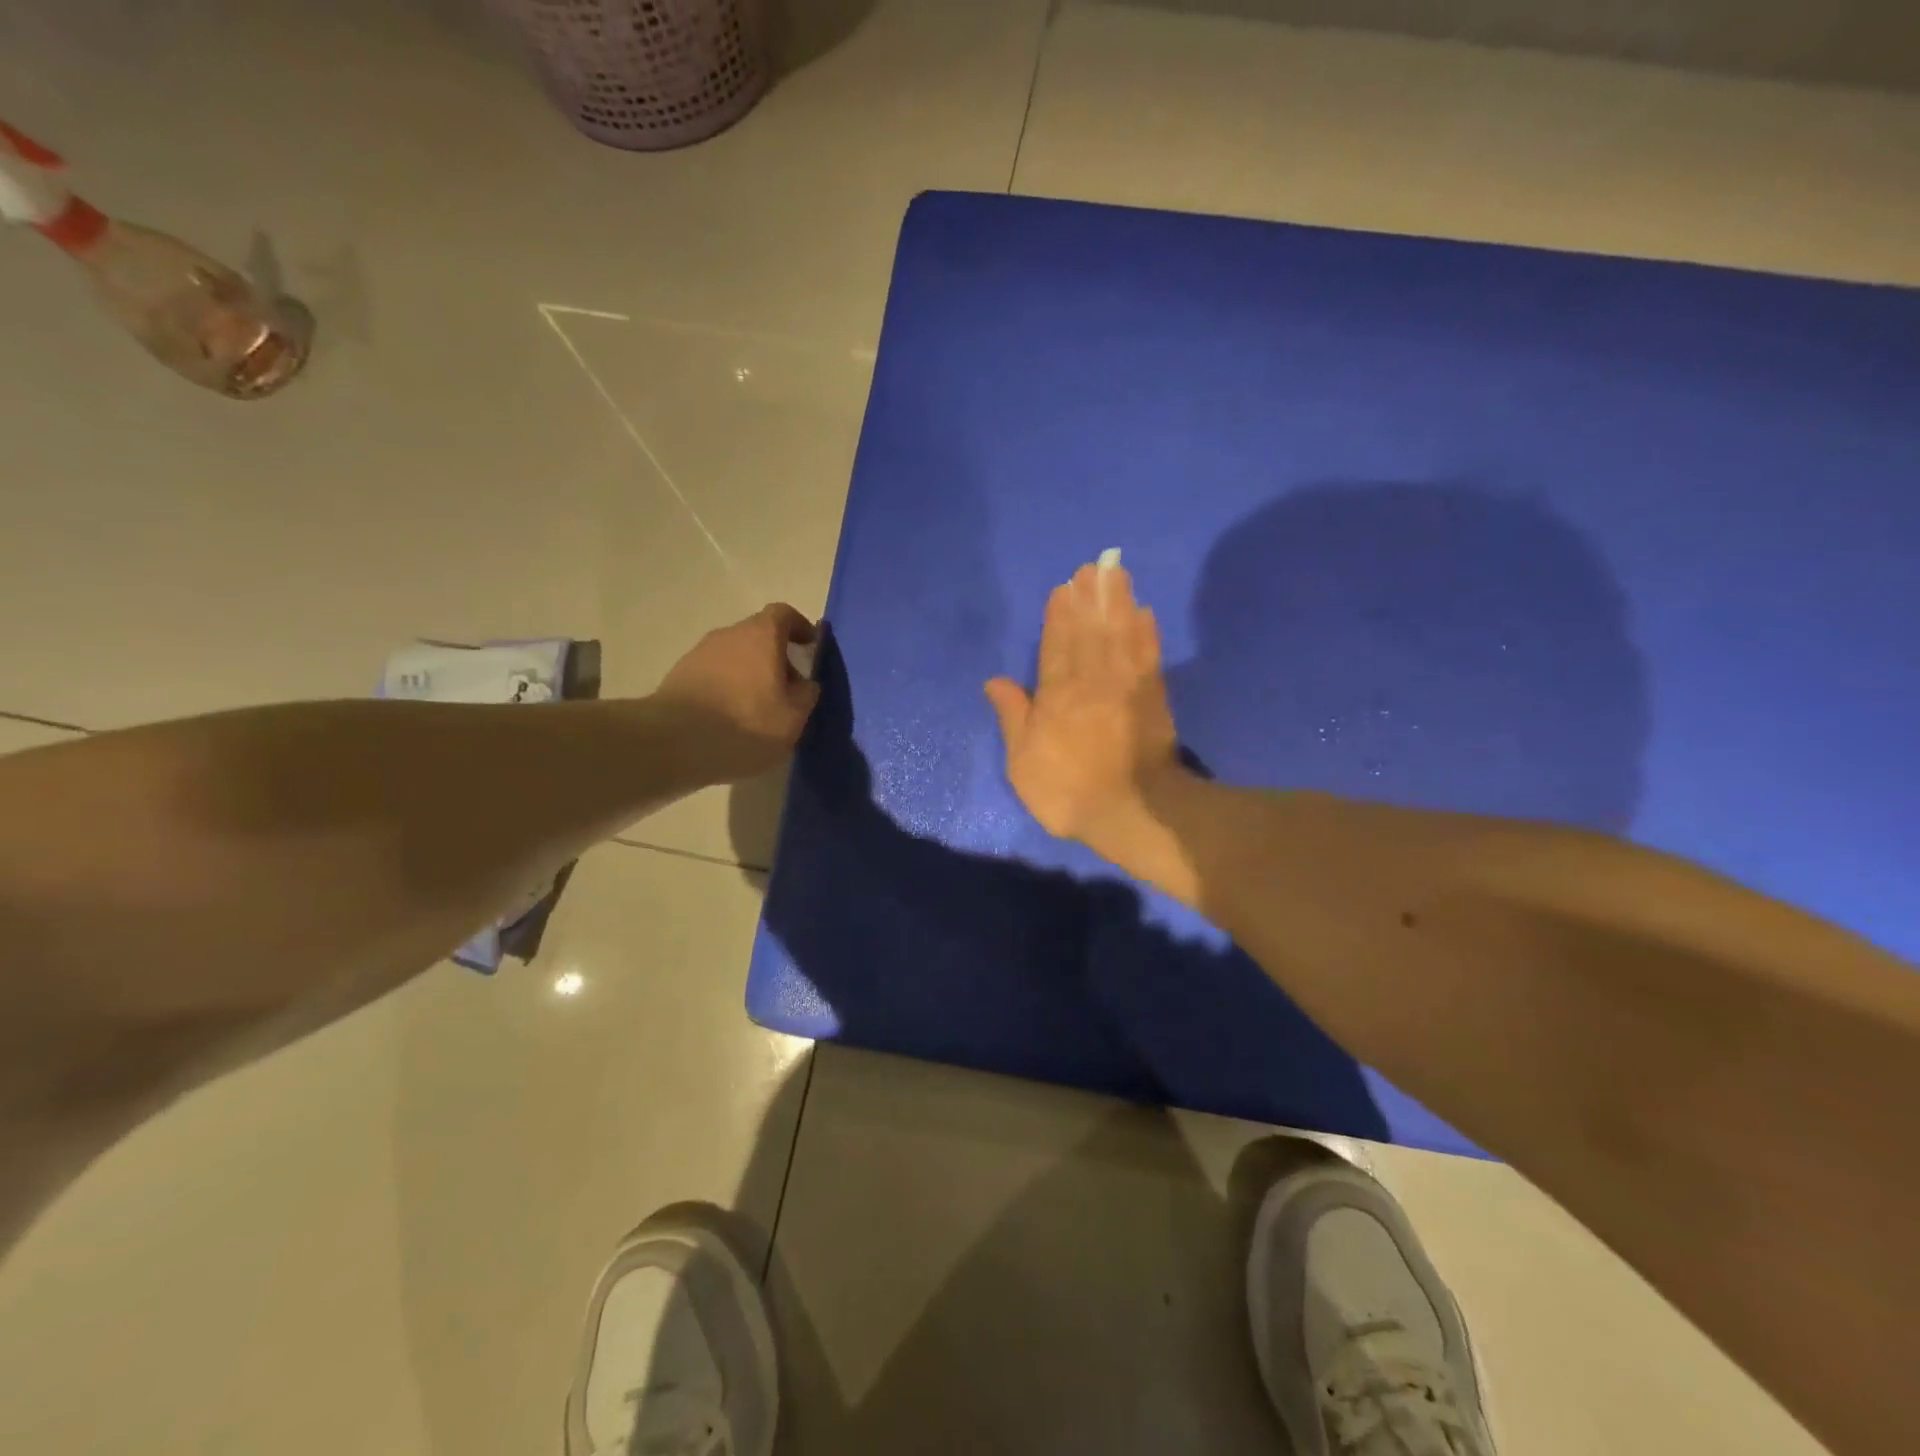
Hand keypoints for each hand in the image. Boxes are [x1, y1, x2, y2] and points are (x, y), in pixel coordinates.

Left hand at [655, 604, 820, 782]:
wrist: (675, 741)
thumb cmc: (747, 723)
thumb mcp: (794, 716)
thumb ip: (806, 693)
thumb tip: (804, 683)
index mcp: (761, 635)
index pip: (784, 614)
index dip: (799, 627)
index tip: (810, 648)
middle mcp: (728, 634)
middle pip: (757, 635)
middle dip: (775, 656)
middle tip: (787, 687)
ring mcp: (699, 653)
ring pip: (734, 655)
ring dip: (748, 673)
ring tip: (757, 707)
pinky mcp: (678, 675)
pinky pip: (713, 674)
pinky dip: (726, 687)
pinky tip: (729, 718)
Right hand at [985, 560, 1180, 848]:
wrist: (1132, 811)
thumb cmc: (1067, 790)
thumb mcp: (1023, 761)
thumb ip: (1013, 716)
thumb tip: (994, 680)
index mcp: (1057, 694)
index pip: (1056, 646)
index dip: (1059, 616)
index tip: (1064, 587)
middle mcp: (1092, 680)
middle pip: (1090, 631)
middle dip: (1090, 598)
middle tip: (1094, 566)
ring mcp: (1126, 687)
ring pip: (1120, 634)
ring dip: (1118, 603)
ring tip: (1116, 574)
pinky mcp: (1153, 698)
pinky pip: (1148, 656)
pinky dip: (1147, 633)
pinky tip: (1145, 613)